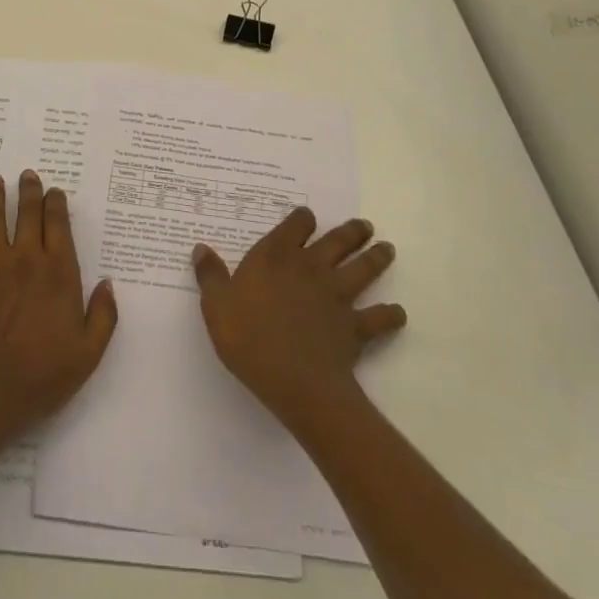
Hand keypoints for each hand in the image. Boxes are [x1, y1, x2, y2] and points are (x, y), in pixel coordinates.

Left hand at [0, 170, 117, 445]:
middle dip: (29, 190)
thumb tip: (108, 283)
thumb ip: (104, 316)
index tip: (54, 191)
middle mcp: (25, 258)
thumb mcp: (88, 354)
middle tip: (27, 175)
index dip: (56, 203)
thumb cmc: (42, 376)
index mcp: (58, 271)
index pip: (58, 224)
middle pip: (27, 213)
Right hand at [193, 207, 405, 426]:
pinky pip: (380, 318)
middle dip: (352, 231)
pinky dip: (391, 315)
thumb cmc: (248, 338)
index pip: (296, 226)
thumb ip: (210, 275)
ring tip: (388, 249)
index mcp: (277, 257)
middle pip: (338, 241)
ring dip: (377, 258)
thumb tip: (201, 248)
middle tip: (365, 225)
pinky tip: (398, 313)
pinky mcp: (355, 326)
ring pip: (364, 269)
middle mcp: (311, 268)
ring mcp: (338, 296)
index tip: (307, 217)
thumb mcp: (216, 305)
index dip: (303, 219)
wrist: (294, 380)